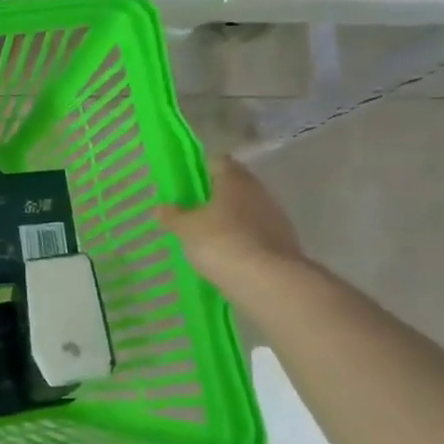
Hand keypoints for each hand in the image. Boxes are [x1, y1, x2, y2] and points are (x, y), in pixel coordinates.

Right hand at [158, 158, 307, 301]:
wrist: (268, 282)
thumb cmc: (221, 242)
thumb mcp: (186, 229)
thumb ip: (172, 216)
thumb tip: (159, 208)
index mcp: (235, 180)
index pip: (218, 162)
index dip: (201, 169)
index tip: (186, 184)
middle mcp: (258, 192)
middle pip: (234, 186)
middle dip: (215, 196)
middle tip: (192, 210)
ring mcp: (275, 217)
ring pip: (247, 211)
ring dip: (231, 220)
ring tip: (208, 236)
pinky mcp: (284, 243)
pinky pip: (257, 234)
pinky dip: (243, 240)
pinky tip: (228, 255)